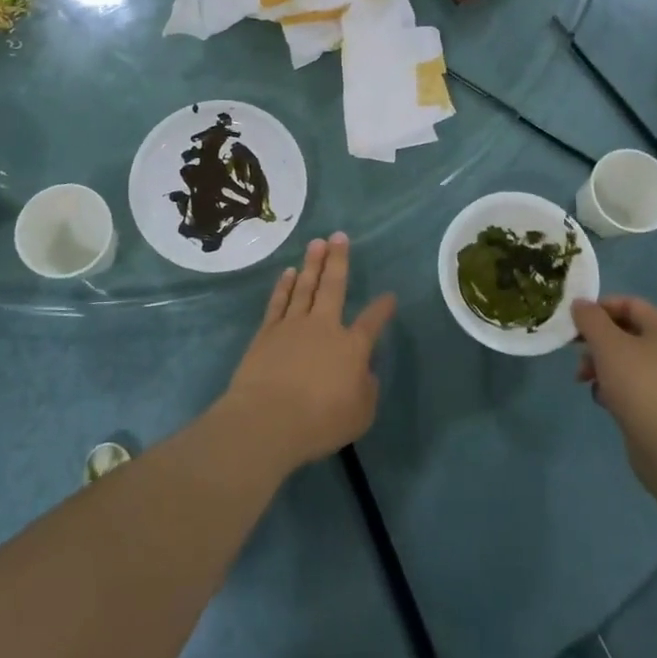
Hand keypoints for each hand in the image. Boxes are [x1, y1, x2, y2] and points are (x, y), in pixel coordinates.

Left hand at [220, 233, 395, 472]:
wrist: (268, 419)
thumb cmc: (319, 421)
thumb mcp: (360, 414)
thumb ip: (367, 390)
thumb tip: (365, 373)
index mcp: (351, 347)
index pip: (372, 322)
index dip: (382, 308)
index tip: (389, 296)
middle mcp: (324, 327)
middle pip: (333, 286)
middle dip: (338, 260)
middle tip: (339, 236)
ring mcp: (293, 326)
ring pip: (305, 287)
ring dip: (311, 264)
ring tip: (316, 243)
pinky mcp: (267, 333)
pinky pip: (278, 302)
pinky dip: (283, 286)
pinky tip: (287, 272)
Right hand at [573, 296, 656, 491]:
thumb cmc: (641, 387)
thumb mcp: (609, 345)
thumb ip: (591, 319)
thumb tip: (580, 304)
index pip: (629, 304)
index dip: (599, 308)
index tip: (574, 322)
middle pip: (626, 333)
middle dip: (596, 342)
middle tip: (576, 354)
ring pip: (626, 361)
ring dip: (600, 366)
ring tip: (584, 381)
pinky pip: (633, 386)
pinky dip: (614, 388)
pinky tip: (604, 401)